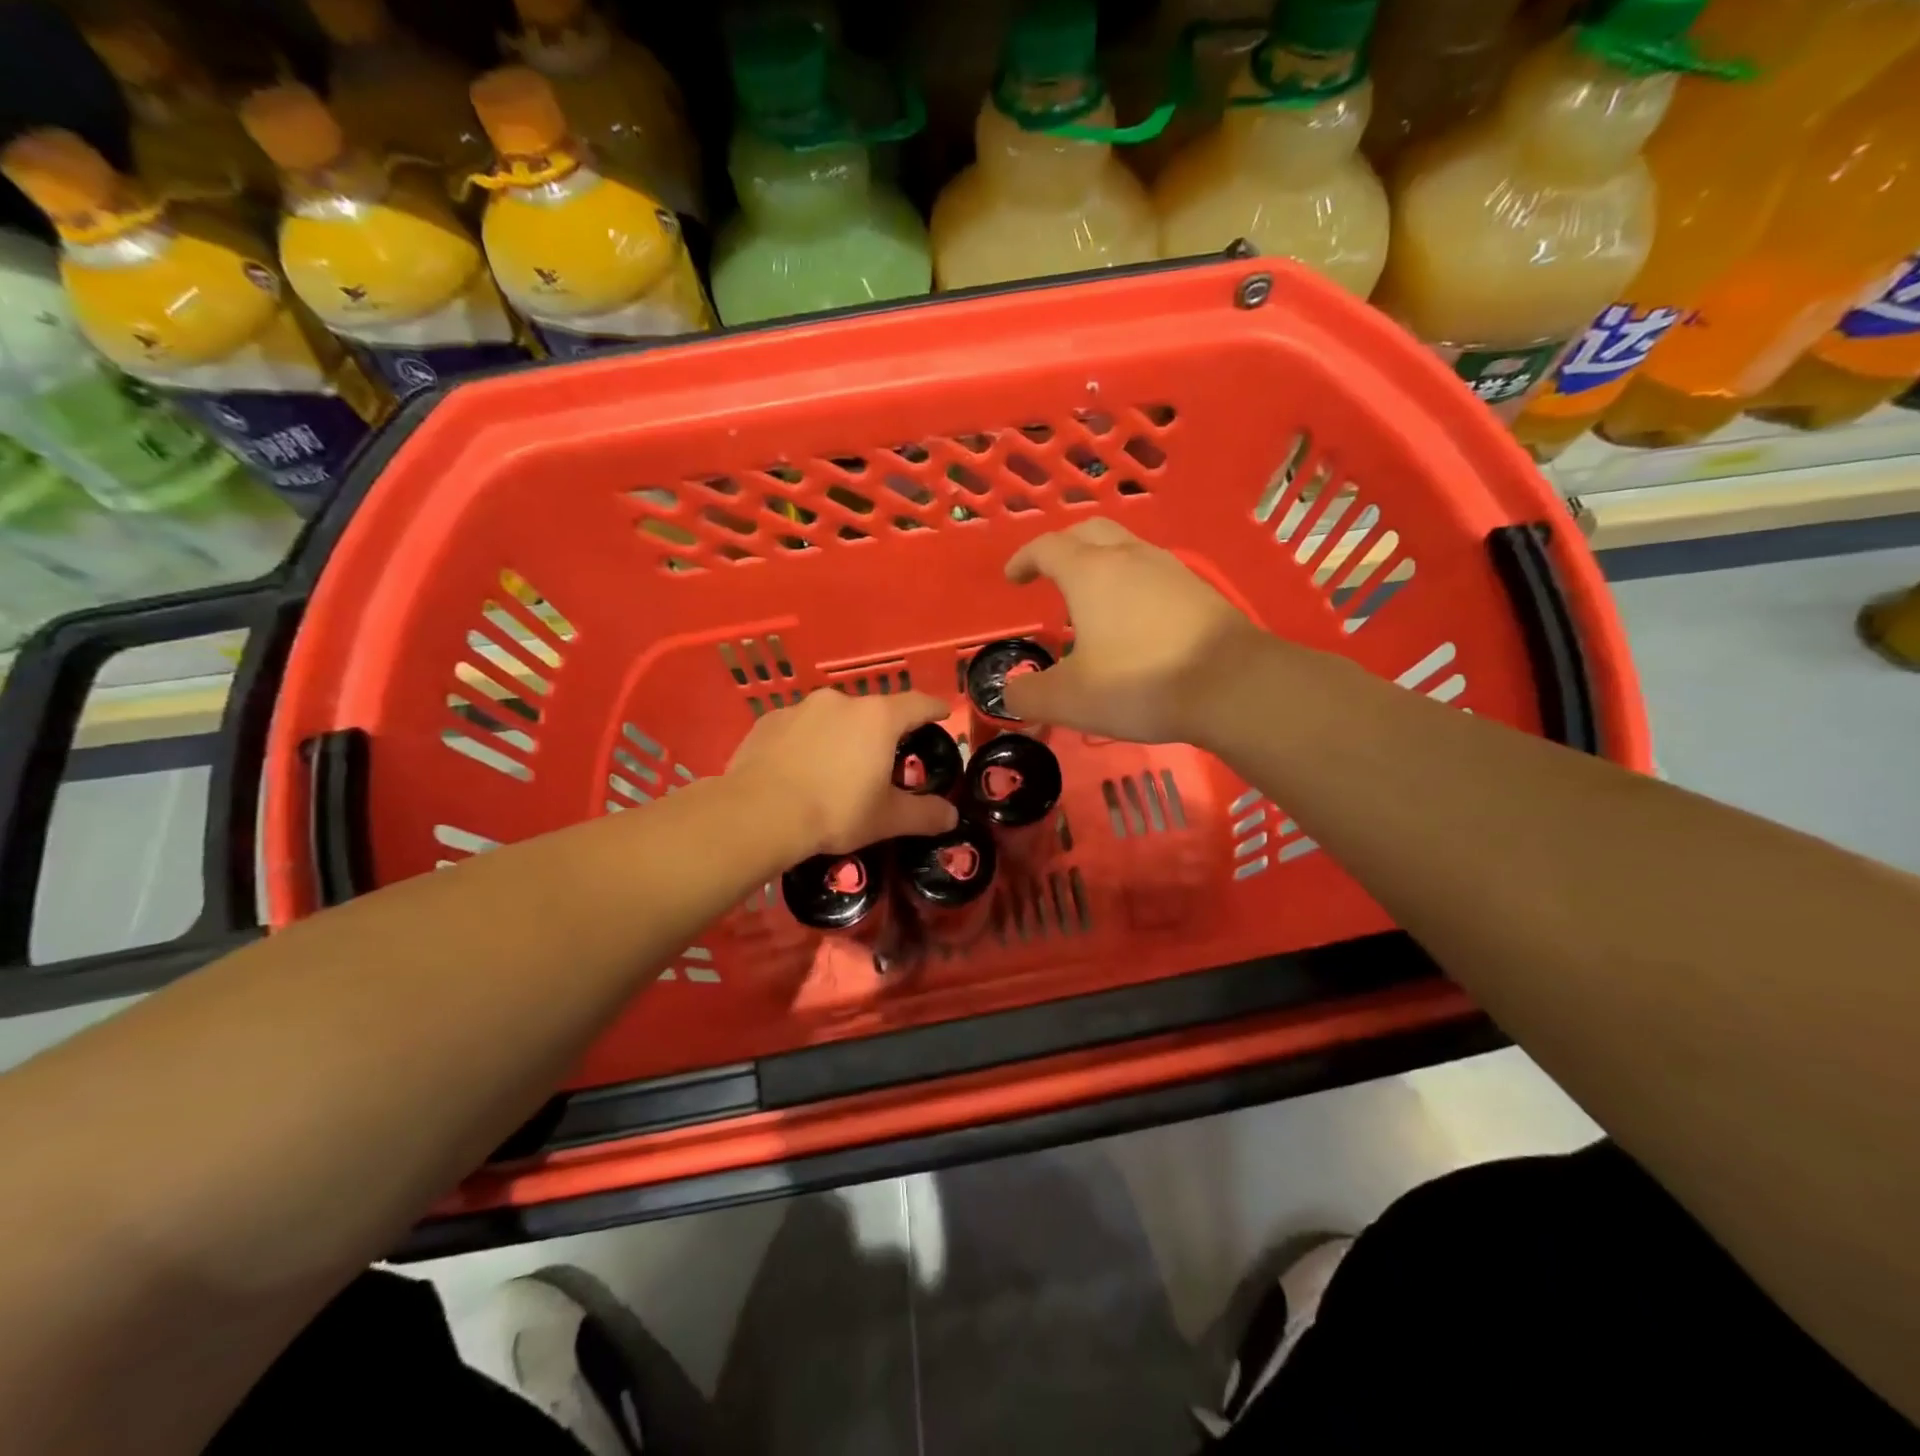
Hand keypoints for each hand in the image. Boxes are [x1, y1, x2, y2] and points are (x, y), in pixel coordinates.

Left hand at [727, 688, 958, 857]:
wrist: (759, 814)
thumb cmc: (835, 811)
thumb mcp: (887, 819)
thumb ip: (924, 815)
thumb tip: (951, 817)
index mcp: (878, 719)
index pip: (917, 703)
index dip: (933, 708)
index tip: (941, 713)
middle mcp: (841, 702)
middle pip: (872, 711)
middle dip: (881, 731)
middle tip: (882, 760)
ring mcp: (801, 708)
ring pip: (832, 718)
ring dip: (840, 736)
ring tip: (835, 768)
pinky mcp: (768, 721)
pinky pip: (798, 728)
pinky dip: (805, 743)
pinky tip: (799, 770)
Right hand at [1001, 518, 1257, 743]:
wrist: (1232, 685)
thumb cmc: (1139, 683)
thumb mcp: (1070, 699)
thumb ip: (1028, 695)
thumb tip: (1009, 692)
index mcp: (1090, 573)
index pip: (1047, 548)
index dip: (1024, 559)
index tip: (1013, 577)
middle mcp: (1129, 558)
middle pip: (1089, 532)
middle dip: (1063, 547)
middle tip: (1050, 574)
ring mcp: (1170, 570)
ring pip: (1126, 549)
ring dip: (1101, 563)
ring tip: (1091, 599)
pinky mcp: (1199, 591)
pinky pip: (1153, 573)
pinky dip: (1132, 583)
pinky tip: (1134, 619)